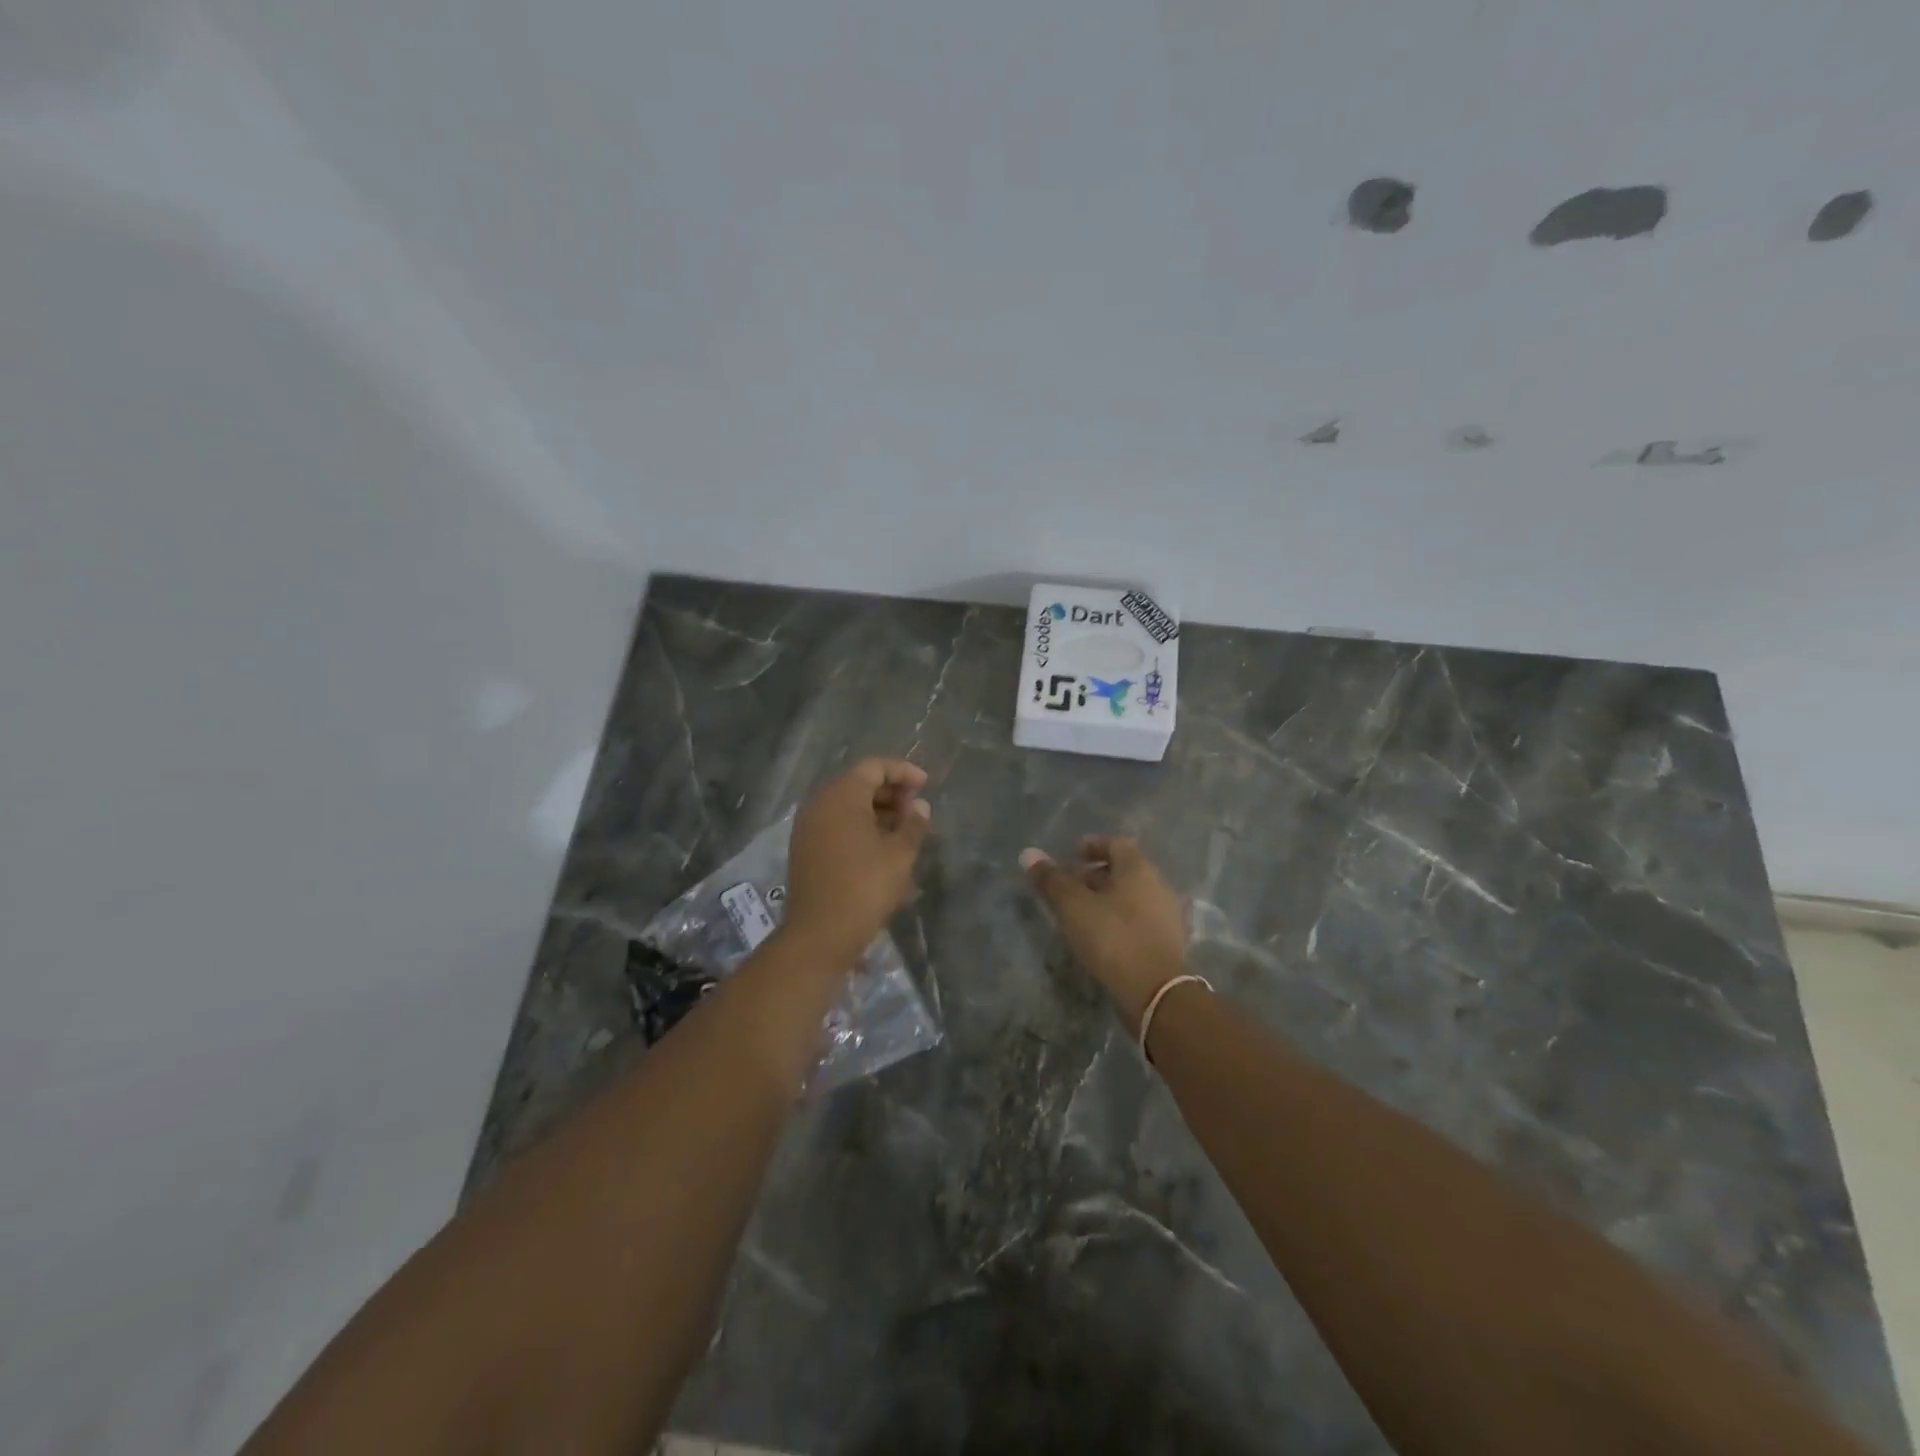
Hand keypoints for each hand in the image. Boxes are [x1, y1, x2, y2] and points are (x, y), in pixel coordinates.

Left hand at [781, 758, 931, 967]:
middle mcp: (820, 805)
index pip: (874, 767)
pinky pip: (836, 827)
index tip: (926, 785)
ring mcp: (808, 828)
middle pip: (859, 785)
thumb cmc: (865, 888)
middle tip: (916, 811)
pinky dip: (860, 830)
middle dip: (891, 794)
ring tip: (904, 833)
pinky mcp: (805, 850)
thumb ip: (913, 824)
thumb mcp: (900, 855)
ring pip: (847, 808)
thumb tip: (919, 806)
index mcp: (841, 796)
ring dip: (877, 814)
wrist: (819, 935)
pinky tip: (882, 850)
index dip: (903, 772)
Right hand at [1022, 836, 1187, 1030]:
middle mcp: (1157, 885)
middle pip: (1124, 871)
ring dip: (1105, 899)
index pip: (1116, 844)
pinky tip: (1099, 937)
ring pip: (1130, 897)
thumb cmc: (1113, 938)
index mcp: (1138, 869)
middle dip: (1095, 875)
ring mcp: (1165, 916)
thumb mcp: (1073, 906)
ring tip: (1078, 914)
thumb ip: (1051, 879)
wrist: (1156, 992)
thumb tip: (1029, 853)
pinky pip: (1137, 920)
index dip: (1093, 845)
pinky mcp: (1165, 943)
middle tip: (1068, 886)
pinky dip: (1117, 920)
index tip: (1073, 854)